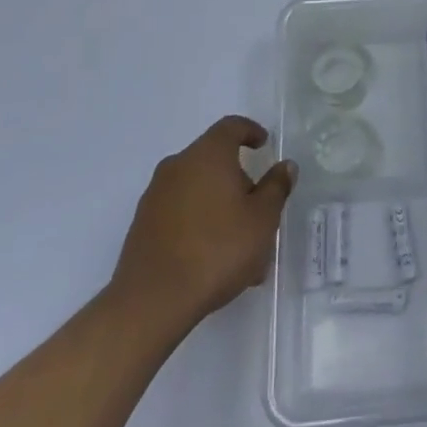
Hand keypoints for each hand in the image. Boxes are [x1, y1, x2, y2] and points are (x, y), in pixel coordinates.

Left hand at [108, 115, 296, 330]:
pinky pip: (180, 212)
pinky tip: (214, 257)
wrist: (153, 300)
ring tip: (240, 243)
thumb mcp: (263, 218)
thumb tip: (284, 166)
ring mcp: (155, 195)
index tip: (263, 144)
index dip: (250, 131)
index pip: (231, 126)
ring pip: (197, 189)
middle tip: (258, 207)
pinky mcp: (143, 224)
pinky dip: (199, 222)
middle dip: (238, 179)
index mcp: (208, 155)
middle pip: (213, 160)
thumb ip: (276, 187)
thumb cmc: (218, 249)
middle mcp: (178, 166)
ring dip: (220, 205)